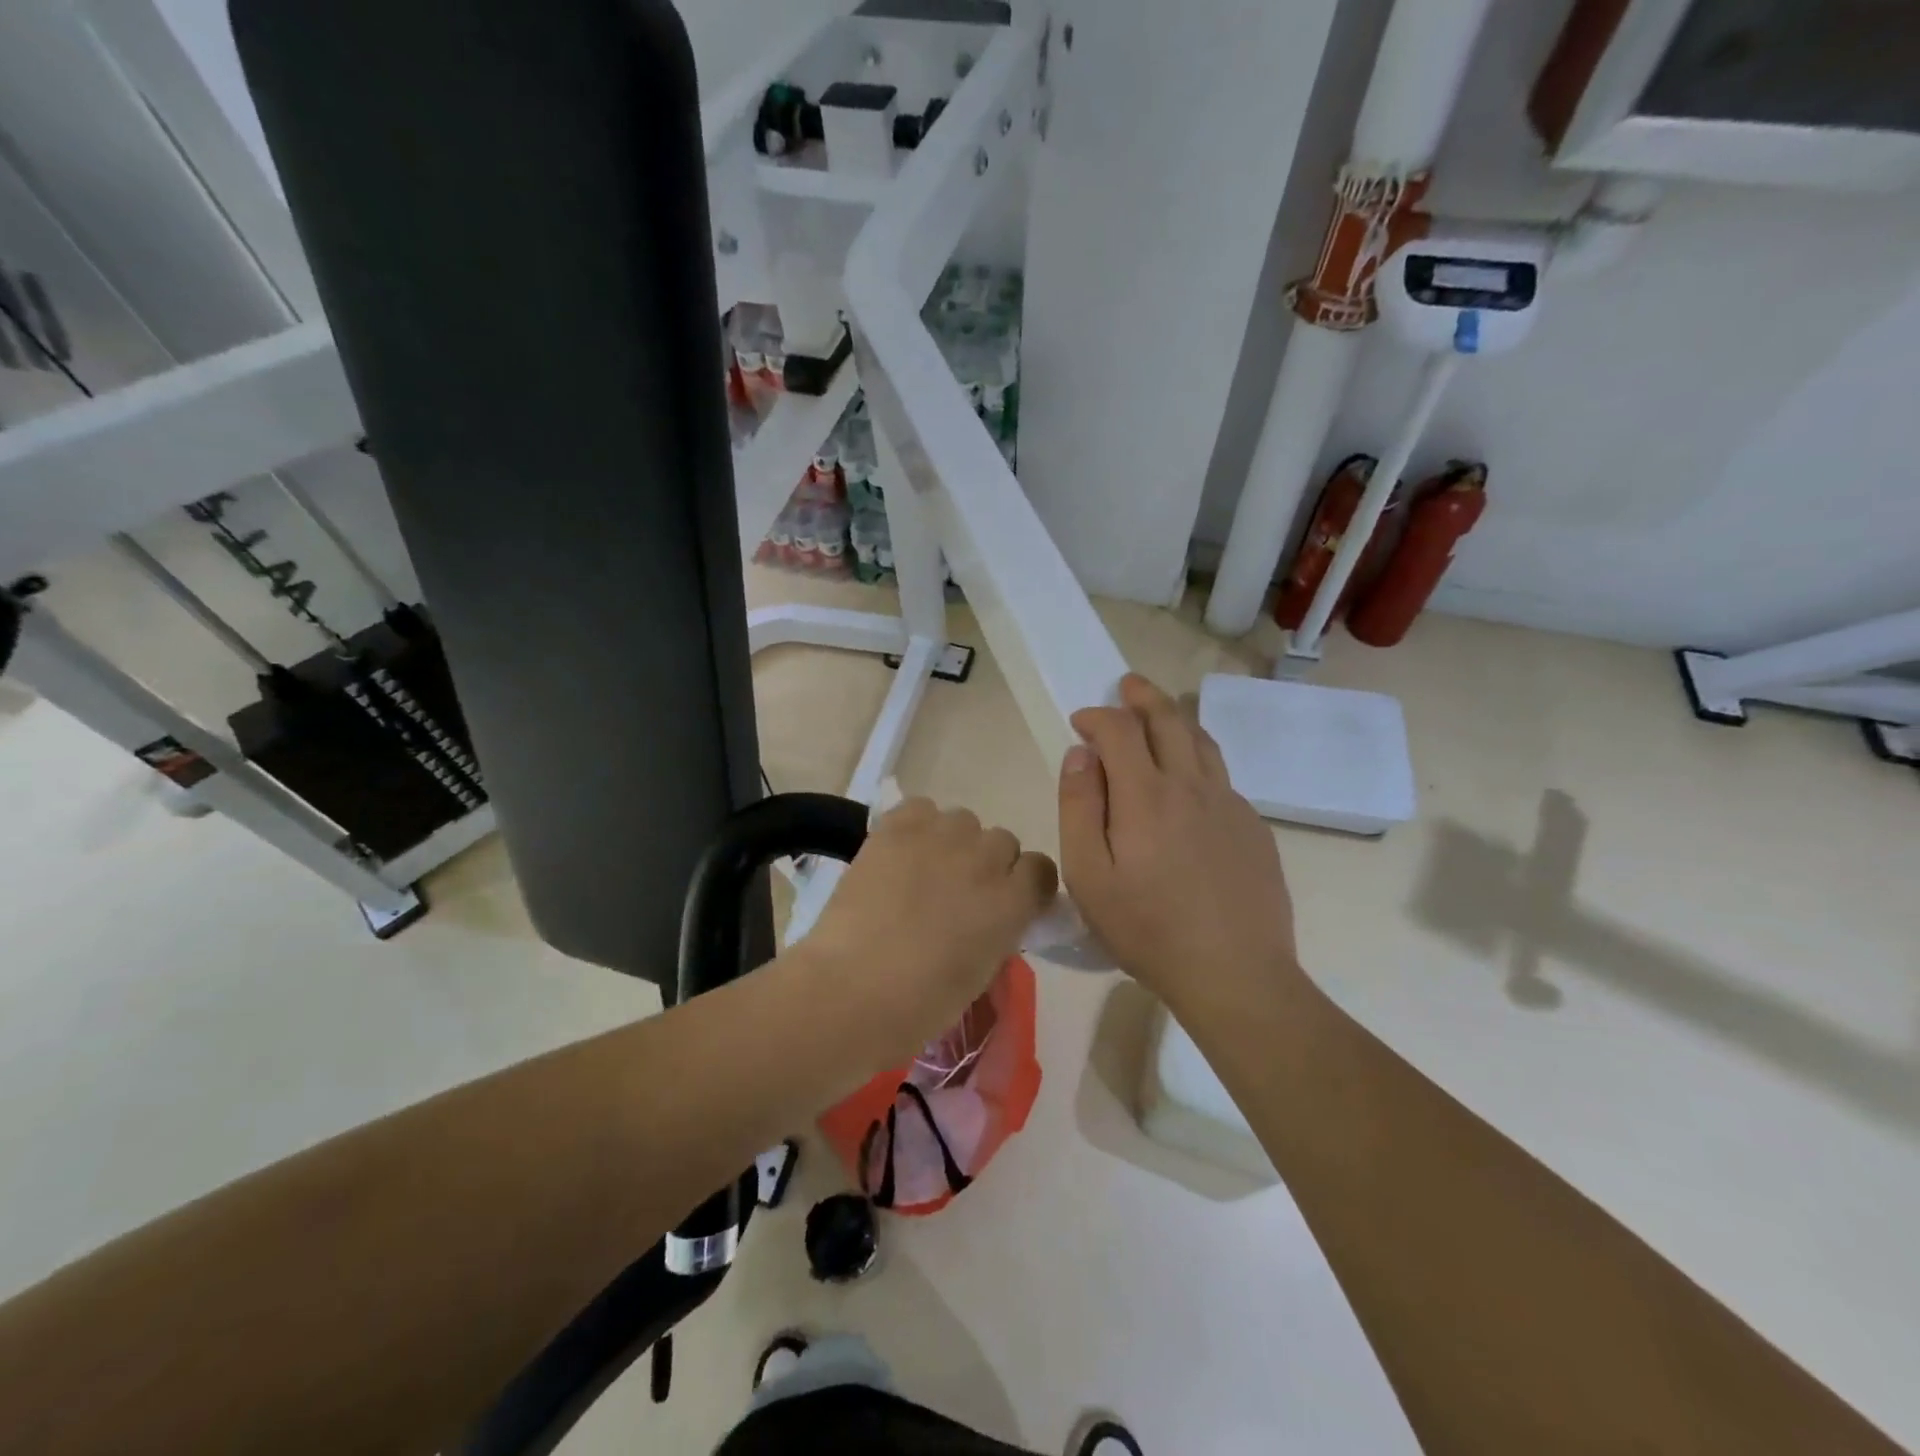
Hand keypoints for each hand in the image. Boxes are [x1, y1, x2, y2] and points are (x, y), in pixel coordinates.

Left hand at [800, 798, 1057, 1052]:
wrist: (854, 987)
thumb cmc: (921, 1003)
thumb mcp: (980, 973)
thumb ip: (996, 932)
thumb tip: (987, 918)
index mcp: (1012, 902)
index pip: (1040, 869)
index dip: (1024, 883)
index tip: (1006, 899)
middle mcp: (986, 859)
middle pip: (1002, 841)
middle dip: (986, 864)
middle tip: (957, 891)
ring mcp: (942, 837)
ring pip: (963, 821)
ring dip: (952, 842)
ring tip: (923, 869)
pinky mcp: (898, 828)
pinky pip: (921, 808)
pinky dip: (915, 825)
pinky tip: (899, 851)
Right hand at [1059, 674, 1300, 1011]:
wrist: (1235, 973)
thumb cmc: (1147, 929)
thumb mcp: (1089, 875)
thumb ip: (1079, 807)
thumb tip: (1080, 754)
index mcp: (1146, 794)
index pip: (1120, 730)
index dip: (1097, 716)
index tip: (1081, 721)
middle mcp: (1192, 785)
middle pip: (1169, 720)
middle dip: (1143, 697)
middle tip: (1127, 686)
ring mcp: (1230, 804)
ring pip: (1202, 742)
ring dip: (1177, 719)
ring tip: (1161, 715)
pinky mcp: (1253, 827)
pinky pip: (1222, 776)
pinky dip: (1199, 759)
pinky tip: (1190, 783)